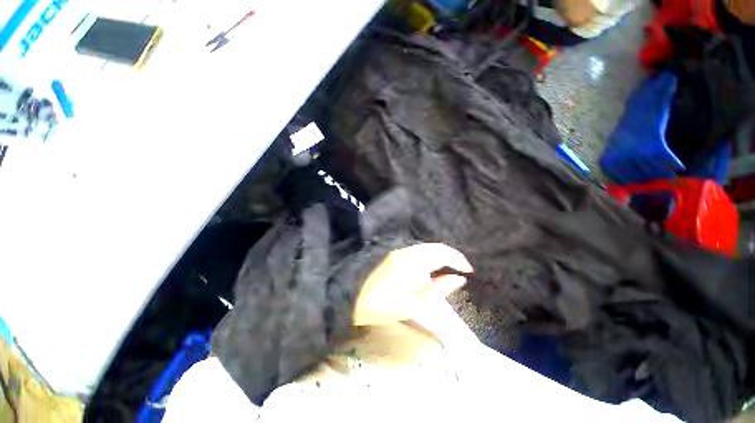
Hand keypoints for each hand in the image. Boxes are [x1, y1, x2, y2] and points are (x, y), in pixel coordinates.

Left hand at [353, 243, 472, 325]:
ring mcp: (400, 251)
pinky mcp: (395, 254)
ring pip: (427, 248)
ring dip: (441, 255)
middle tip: (462, 269)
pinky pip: (418, 251)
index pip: (442, 253)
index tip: (469, 270)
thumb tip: (459, 278)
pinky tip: (432, 267)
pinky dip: (430, 256)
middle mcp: (408, 251)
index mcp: (414, 261)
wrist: (353, 295)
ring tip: (450, 268)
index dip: (458, 259)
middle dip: (451, 255)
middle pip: (435, 247)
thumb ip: (438, 289)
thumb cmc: (384, 304)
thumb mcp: (414, 304)